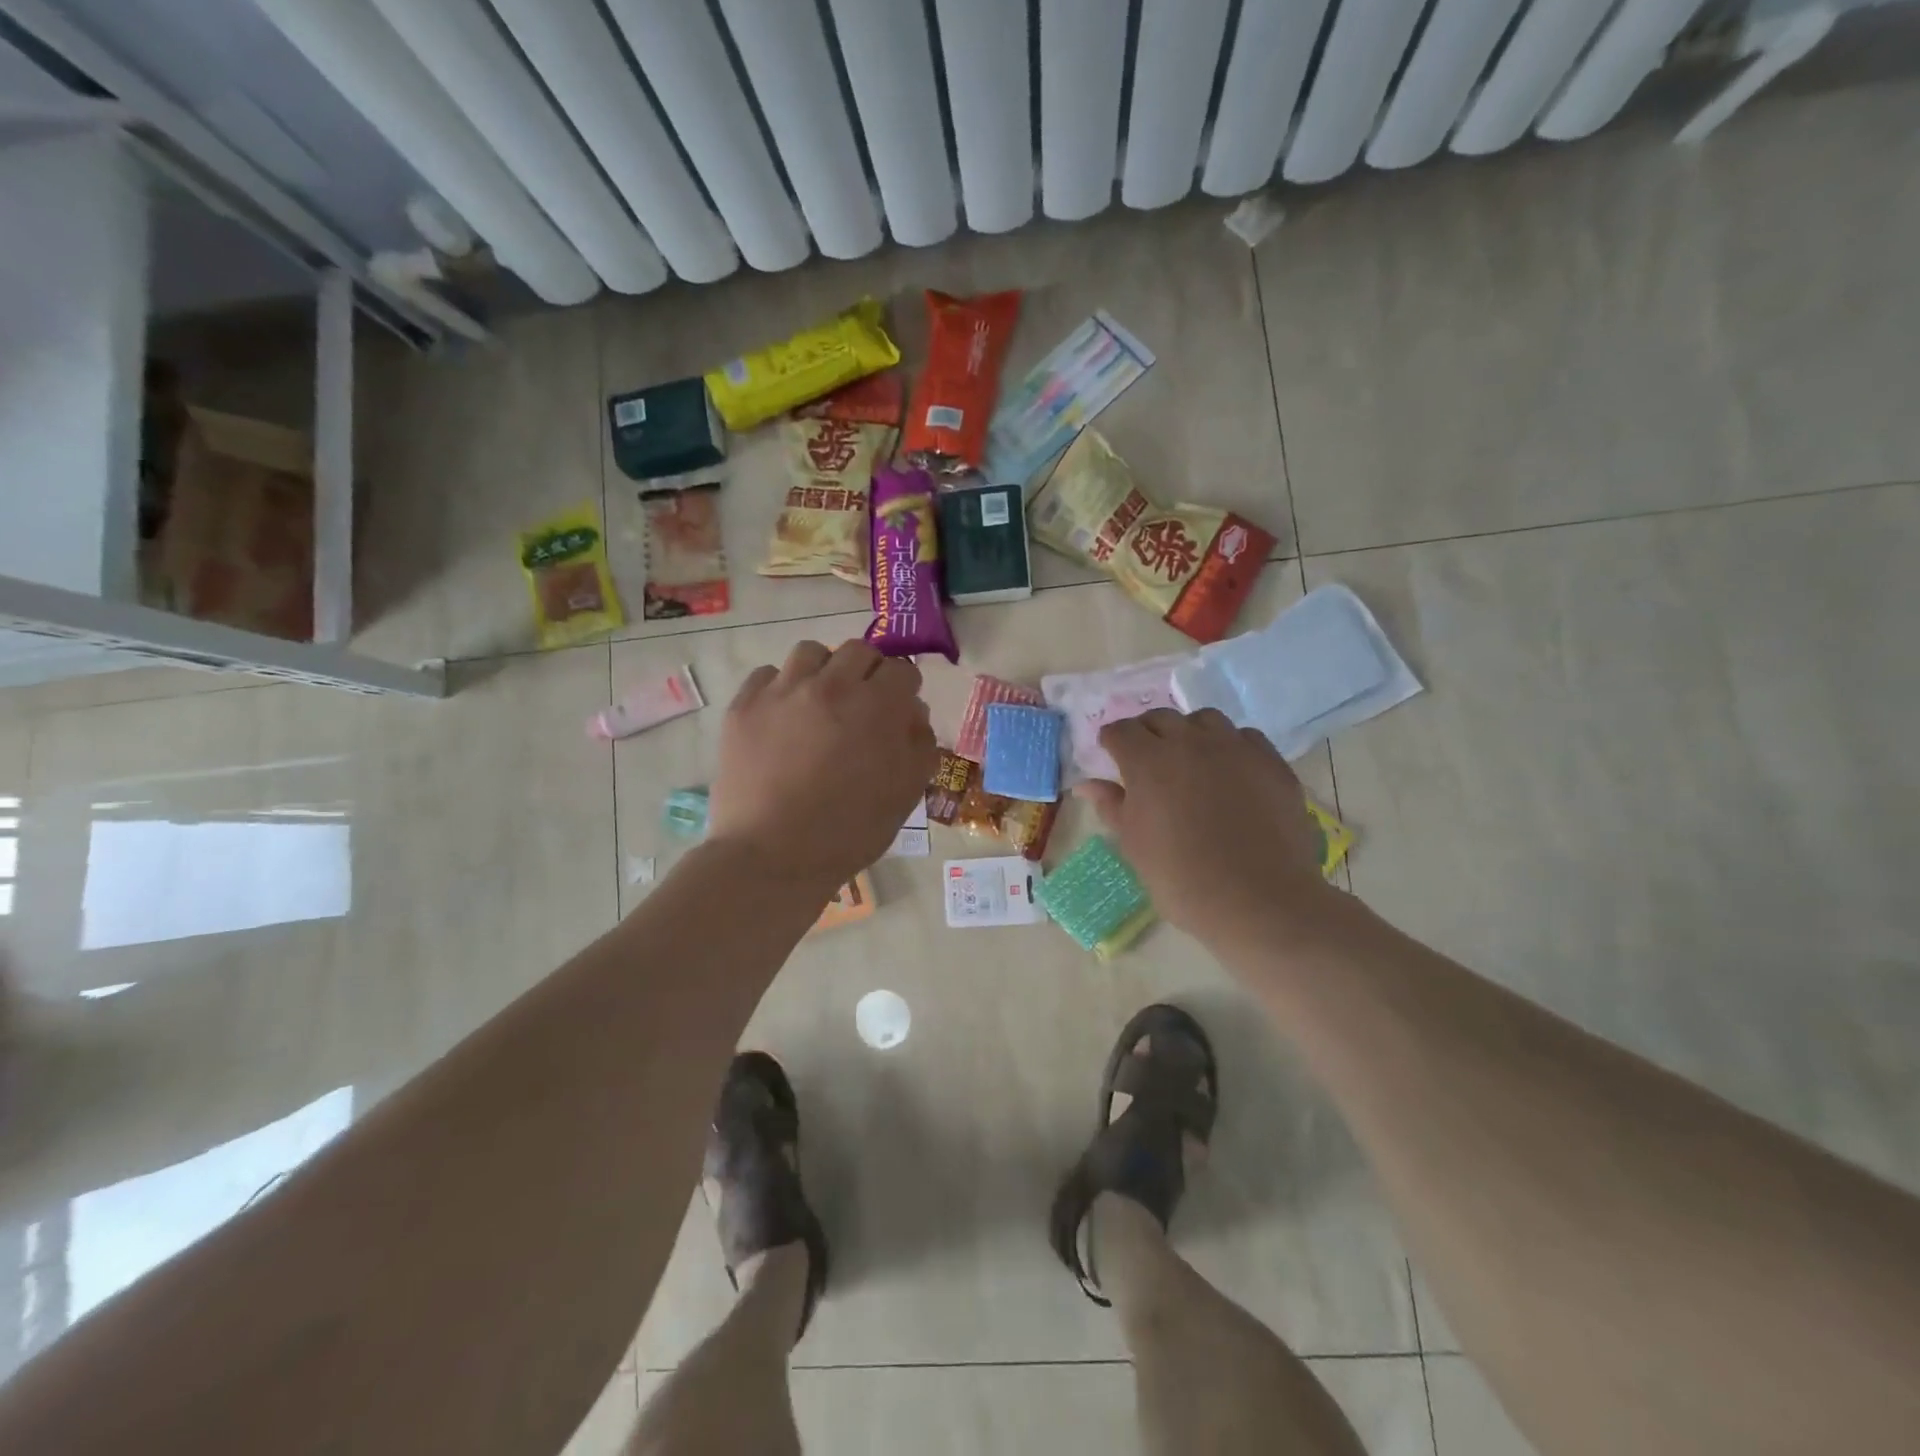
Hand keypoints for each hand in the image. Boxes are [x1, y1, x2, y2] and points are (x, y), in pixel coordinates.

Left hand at [709, 640, 937, 891]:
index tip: (897, 710)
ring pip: (811, 653)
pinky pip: (768, 675)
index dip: (904, 691)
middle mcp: (831, 685)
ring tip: (819, 703)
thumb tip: (913, 714)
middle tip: (861, 705)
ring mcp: (783, 691)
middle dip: (868, 673)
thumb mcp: (905, 794)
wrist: (772, 856)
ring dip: (824, 671)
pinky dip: (781, 689)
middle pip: (858, 651)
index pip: (902, 671)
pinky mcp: (745, 705)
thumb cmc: (849, 831)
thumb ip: (920, 745)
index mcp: (878, 706)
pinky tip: (782, 718)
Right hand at [1076, 709, 1332, 939]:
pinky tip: (1230, 772)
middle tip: (1147, 761)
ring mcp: (1234, 748)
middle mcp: (1190, 742)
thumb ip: (1112, 806)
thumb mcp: (1134, 846)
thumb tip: (1088, 785)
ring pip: (1205, 720)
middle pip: (1160, 718)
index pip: (1121, 731)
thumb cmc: (1182, 880)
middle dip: (1147, 733)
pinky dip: (1230, 747)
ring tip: (1191, 760)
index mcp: (1148, 762)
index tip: (1112, 757)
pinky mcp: (1271, 762)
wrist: (1258, 901)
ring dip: (1190, 733)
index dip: (1112, 742)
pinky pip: (1245, 738)